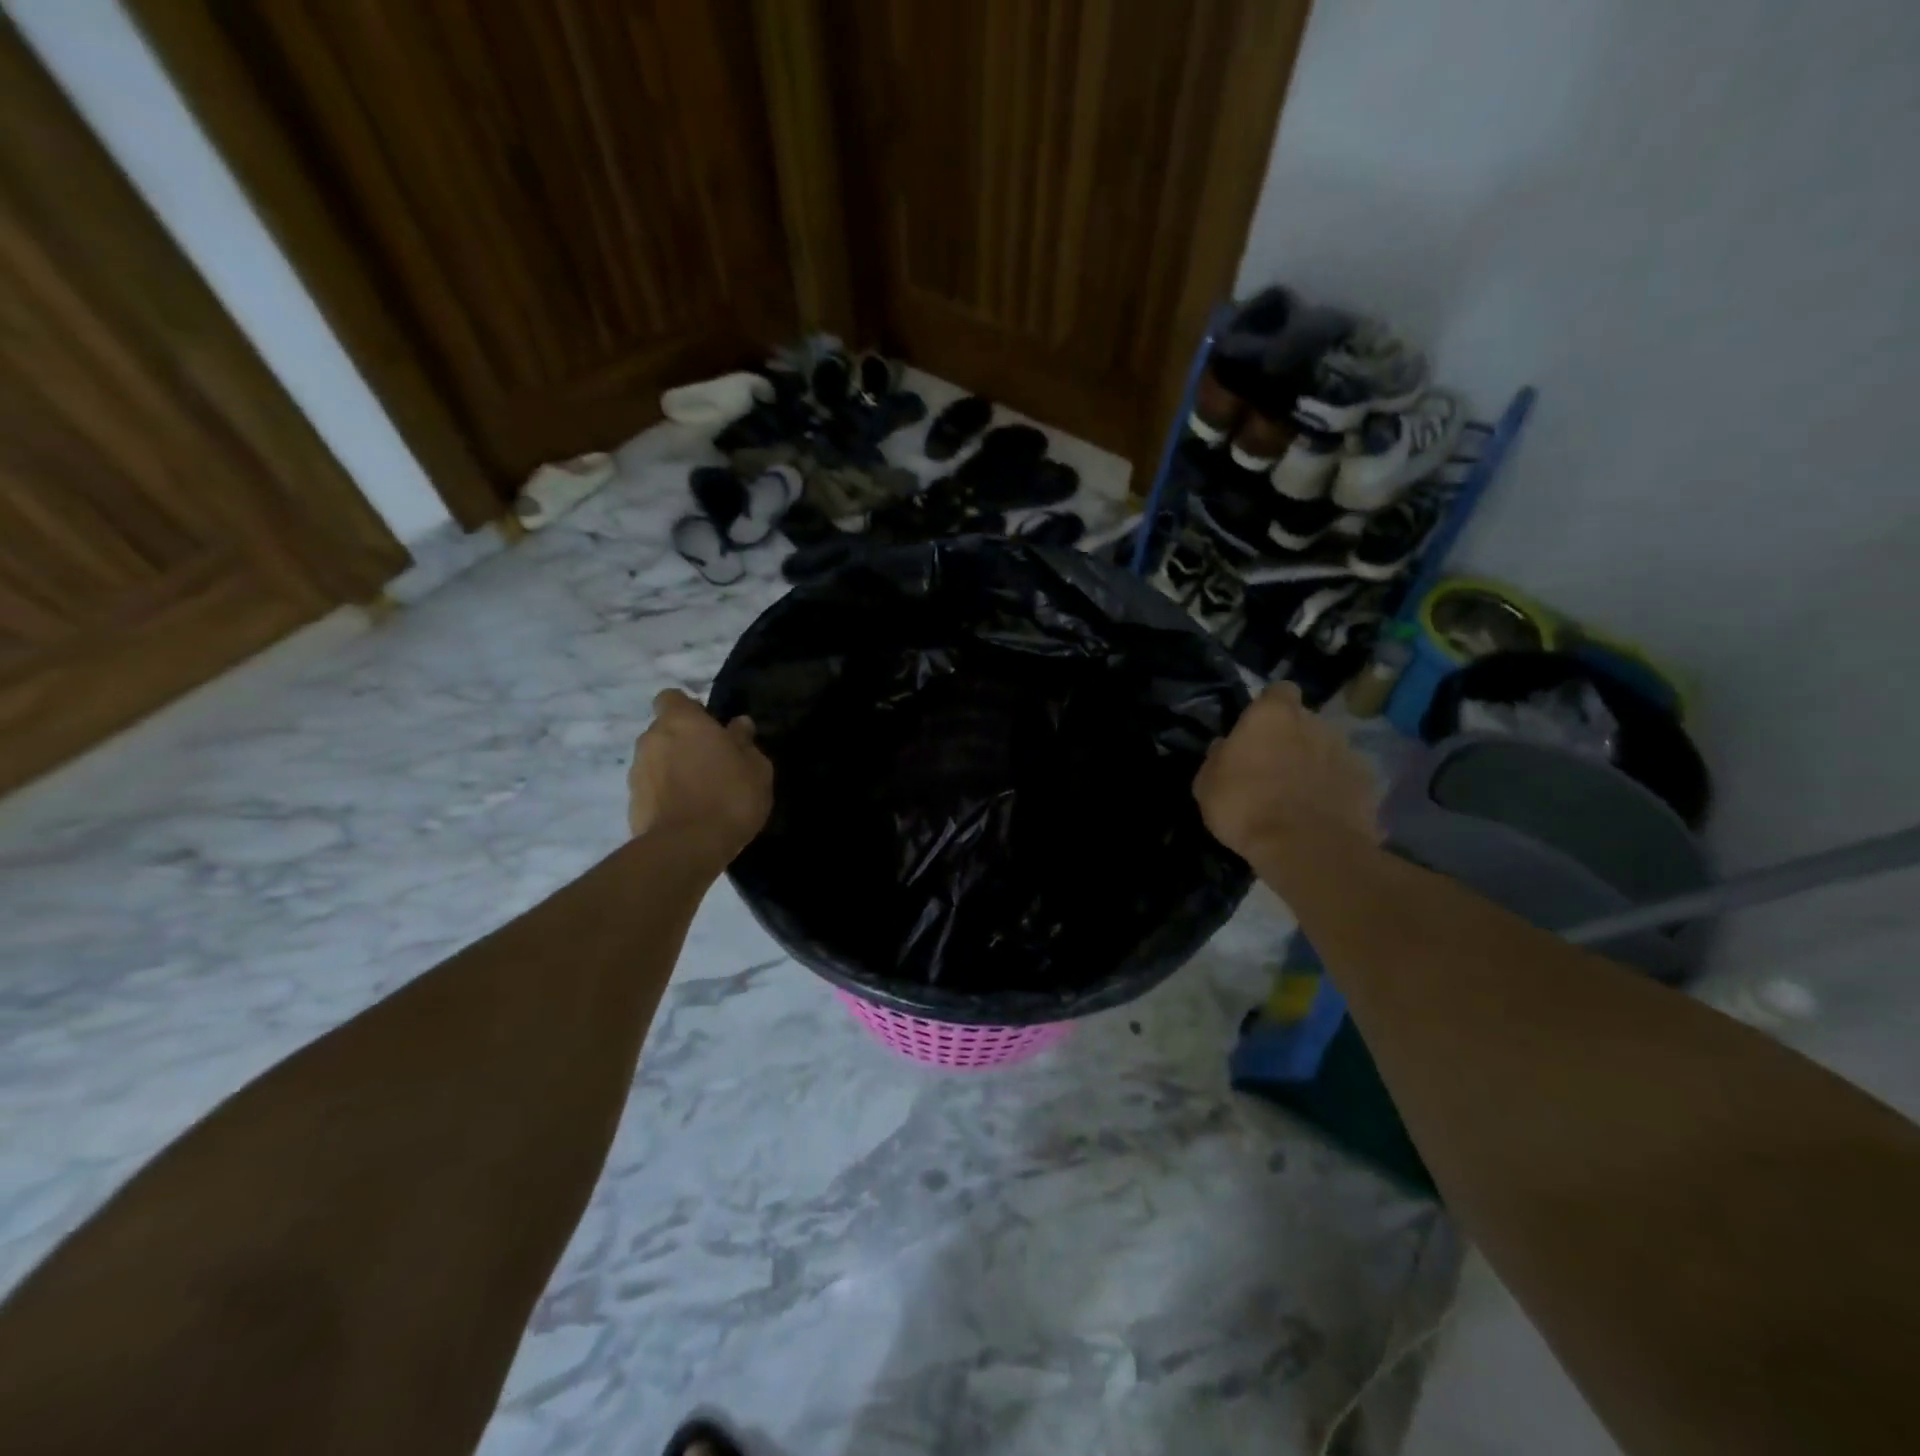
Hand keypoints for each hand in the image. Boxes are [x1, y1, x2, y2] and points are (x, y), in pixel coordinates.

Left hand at [628, 689, 772, 865]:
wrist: (687, 848)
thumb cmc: (729, 796)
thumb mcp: (756, 767)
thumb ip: (744, 742)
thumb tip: (738, 725)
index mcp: (681, 721)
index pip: (672, 698)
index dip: (689, 709)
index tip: (709, 727)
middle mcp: (651, 739)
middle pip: (664, 731)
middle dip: (683, 742)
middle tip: (712, 763)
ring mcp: (637, 772)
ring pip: (657, 761)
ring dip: (674, 770)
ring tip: (701, 793)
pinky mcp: (632, 804)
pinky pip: (652, 790)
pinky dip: (666, 795)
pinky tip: (689, 814)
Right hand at [1193, 683, 1378, 859]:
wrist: (1306, 849)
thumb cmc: (1246, 807)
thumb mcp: (1207, 784)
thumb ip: (1219, 757)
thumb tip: (1226, 747)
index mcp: (1273, 714)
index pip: (1279, 691)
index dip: (1270, 707)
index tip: (1258, 729)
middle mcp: (1315, 722)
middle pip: (1305, 721)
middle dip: (1293, 738)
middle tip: (1274, 768)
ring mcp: (1346, 751)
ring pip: (1328, 749)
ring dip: (1315, 764)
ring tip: (1300, 795)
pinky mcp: (1368, 783)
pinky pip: (1346, 779)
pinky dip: (1336, 790)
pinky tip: (1322, 814)